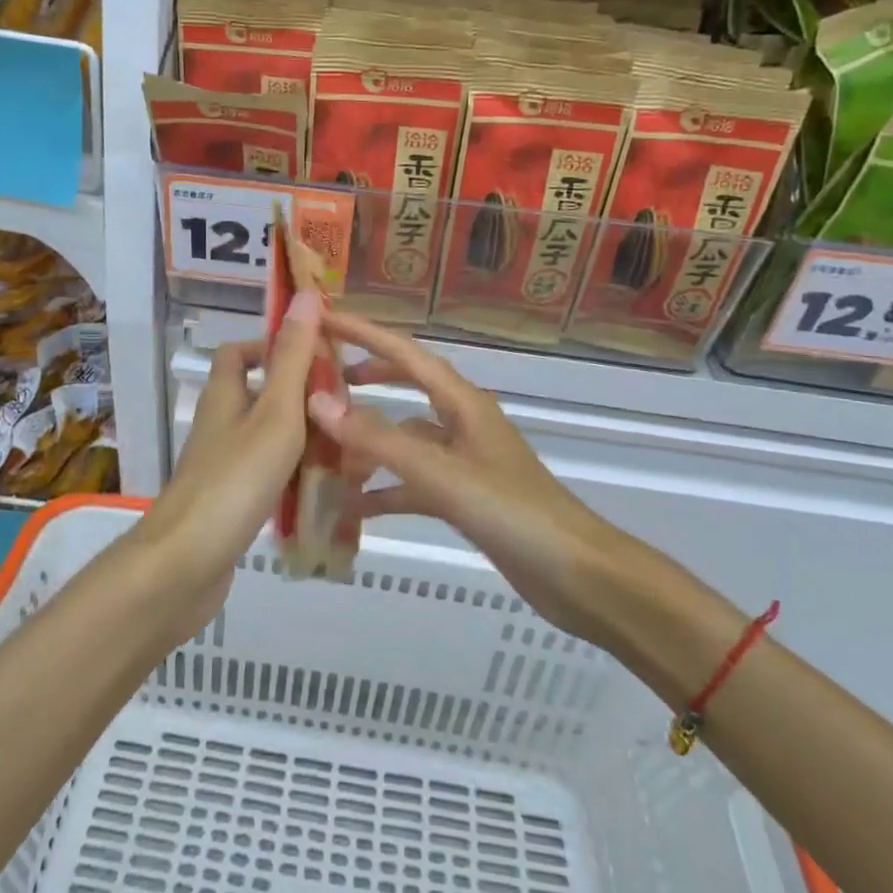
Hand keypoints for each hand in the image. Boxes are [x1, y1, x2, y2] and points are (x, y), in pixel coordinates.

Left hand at [128, 288, 324, 631]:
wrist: (186, 565)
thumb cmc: (235, 479)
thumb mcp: (276, 412)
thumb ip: (294, 358)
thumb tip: (307, 294)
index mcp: (225, 395)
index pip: (240, 352)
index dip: (274, 345)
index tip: (317, 355)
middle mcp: (220, 424)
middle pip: (260, 395)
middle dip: (302, 397)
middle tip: (346, 408)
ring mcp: (223, 465)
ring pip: (268, 438)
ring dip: (304, 439)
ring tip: (348, 449)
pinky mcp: (230, 501)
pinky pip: (268, 475)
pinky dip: (295, 476)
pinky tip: (324, 491)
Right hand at [305, 310, 623, 644]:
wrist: (574, 573)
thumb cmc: (510, 511)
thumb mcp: (439, 474)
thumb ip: (378, 441)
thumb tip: (318, 402)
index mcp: (462, 402)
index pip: (406, 354)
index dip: (364, 334)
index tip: (324, 319)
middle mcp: (462, 423)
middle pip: (409, 386)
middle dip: (369, 377)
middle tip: (324, 378)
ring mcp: (464, 461)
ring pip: (407, 439)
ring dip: (369, 443)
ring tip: (325, 451)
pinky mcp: (465, 496)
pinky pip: (414, 483)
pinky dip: (385, 490)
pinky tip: (353, 507)